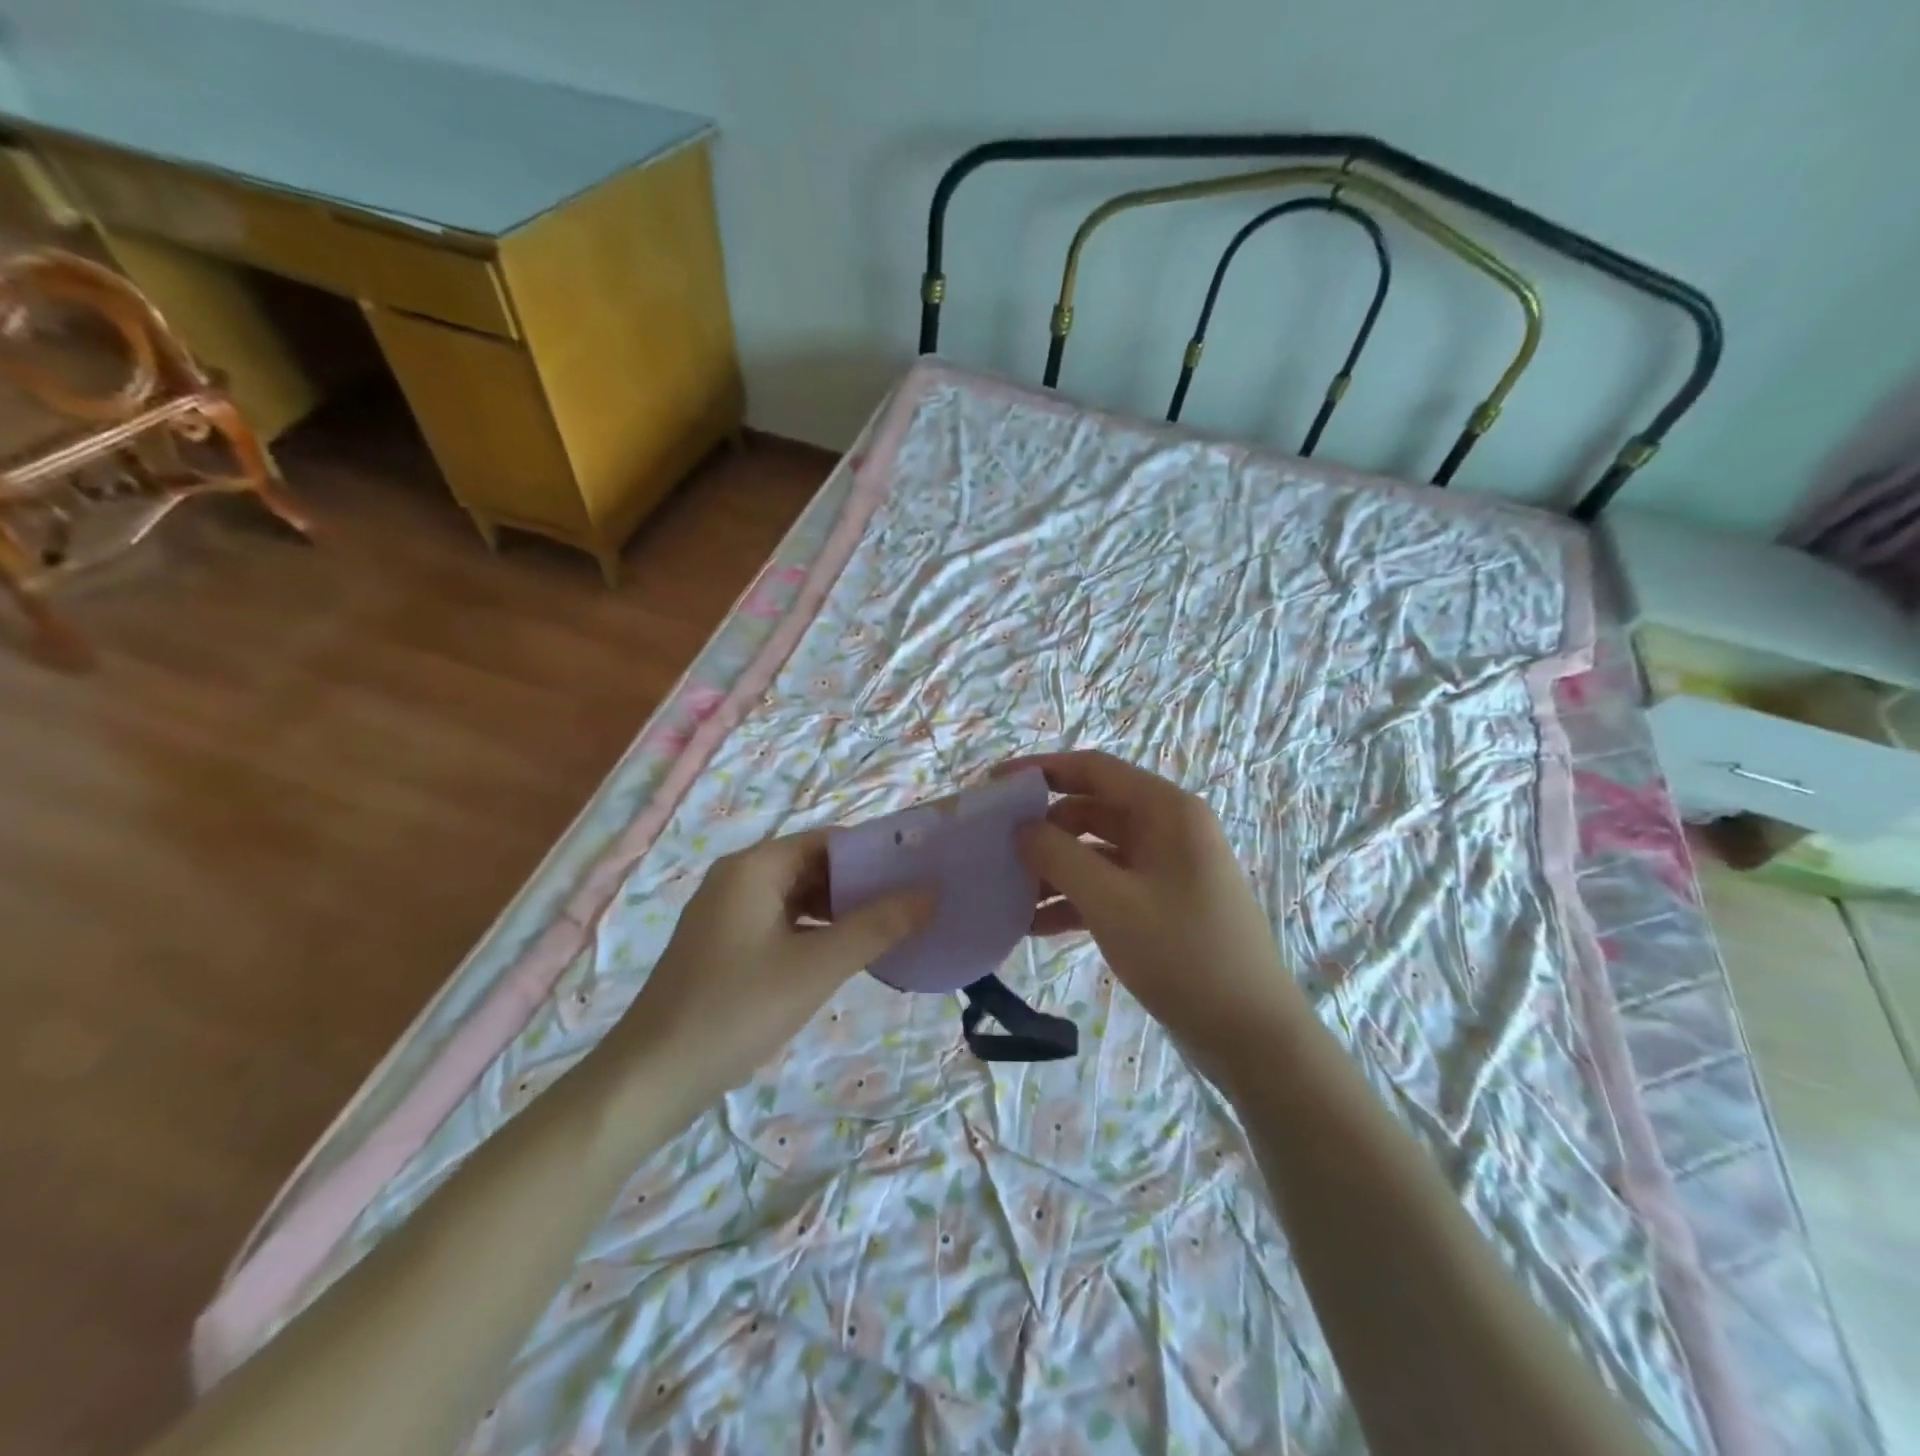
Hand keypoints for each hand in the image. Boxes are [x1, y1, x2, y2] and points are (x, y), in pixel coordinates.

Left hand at [610, 831, 930, 1104]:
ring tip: (889, 930)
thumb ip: (876, 927)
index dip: (874, 854)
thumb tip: (929, 893)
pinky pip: (782, 923)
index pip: (828, 841)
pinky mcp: (725, 944)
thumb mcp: (816, 967)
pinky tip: (845, 955)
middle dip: (861, 885)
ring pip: (798, 897)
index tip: (917, 874)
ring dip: (840, 911)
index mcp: (755, 867)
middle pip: (813, 866)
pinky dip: (815, 932)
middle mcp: (739, 878)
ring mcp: (728, 912)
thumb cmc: (736, 1010)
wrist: (651, 1078)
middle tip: (912, 906)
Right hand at [1011, 751, 1306, 1058]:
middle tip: (995, 848)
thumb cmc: (1182, 953)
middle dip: (1043, 828)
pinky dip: (1073, 899)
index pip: (1094, 769)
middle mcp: (1167, 829)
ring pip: (1096, 852)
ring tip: (1007, 893)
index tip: (995, 784)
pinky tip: (1034, 926)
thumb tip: (1022, 829)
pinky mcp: (1161, 904)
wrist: (1251, 1034)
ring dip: (1054, 869)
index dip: (1041, 770)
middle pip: (1092, 809)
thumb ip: (1058, 856)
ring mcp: (1165, 868)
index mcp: (1166, 810)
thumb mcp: (1111, 901)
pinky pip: (1108, 886)